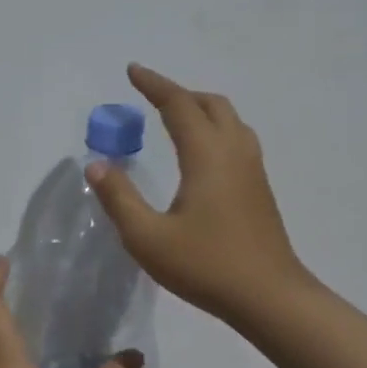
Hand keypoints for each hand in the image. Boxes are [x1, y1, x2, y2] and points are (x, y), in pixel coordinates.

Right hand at [86, 63, 311, 328]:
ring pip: (230, 121)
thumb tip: (97, 164)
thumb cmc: (205, 266)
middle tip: (151, 97)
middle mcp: (233, 153)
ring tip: (175, 119)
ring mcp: (252, 171)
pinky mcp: (259, 190)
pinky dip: (215, 130)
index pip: (179, 105)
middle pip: (212, 105)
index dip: (154, 85)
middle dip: (180, 94)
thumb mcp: (147, 237)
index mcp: (206, 156)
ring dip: (201, 110)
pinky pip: (237, 140)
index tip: (132, 70)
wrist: (269, 297)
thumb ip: (119, 199)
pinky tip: (201, 155)